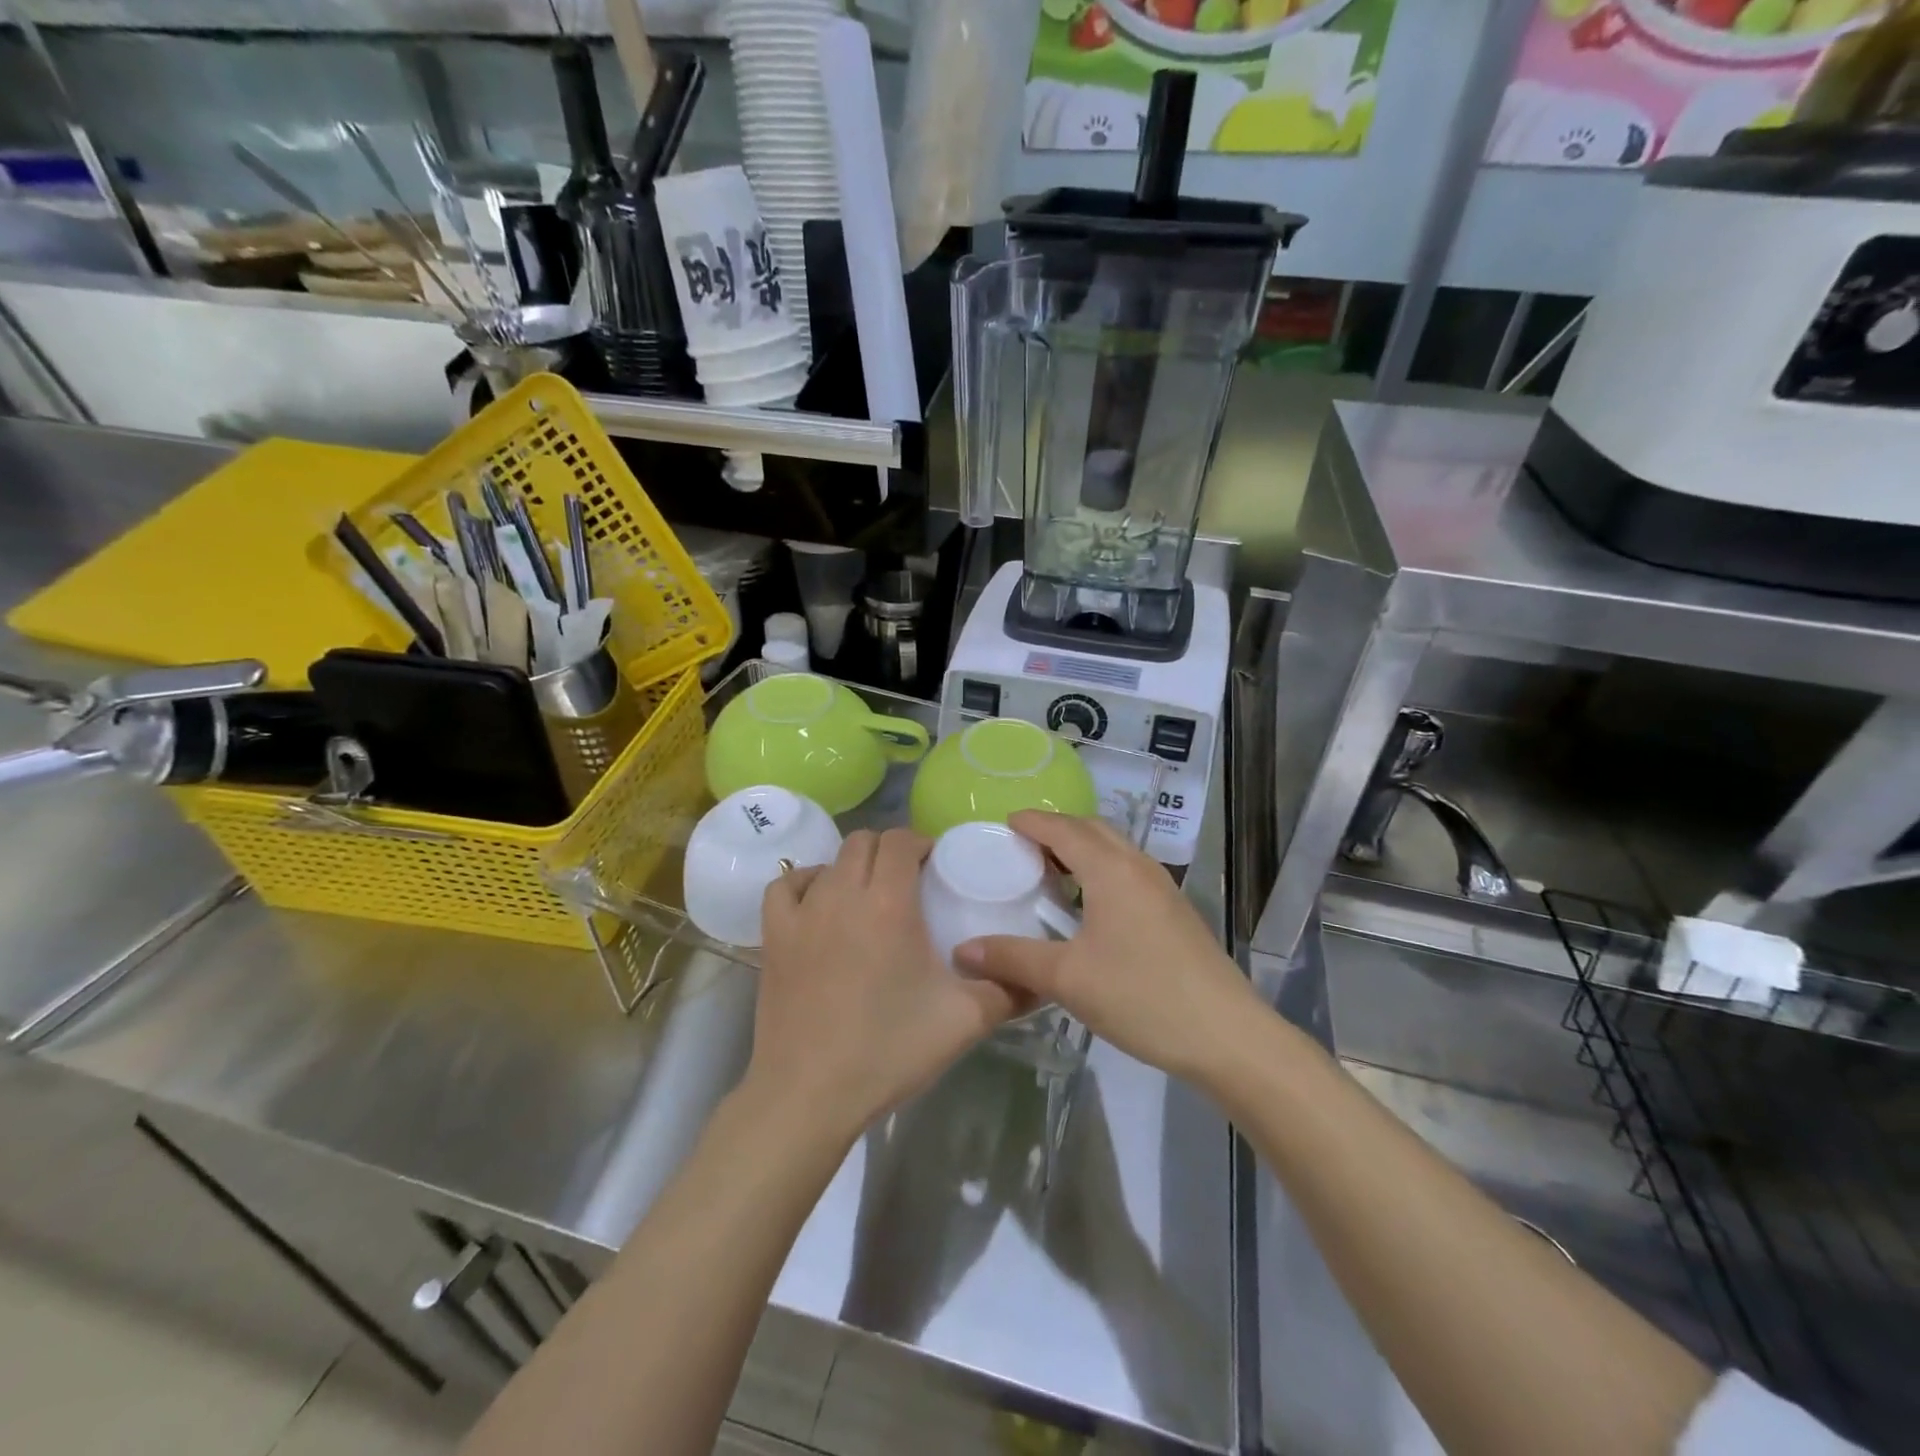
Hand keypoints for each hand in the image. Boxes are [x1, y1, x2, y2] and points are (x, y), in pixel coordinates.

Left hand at [746, 828, 1018, 1145]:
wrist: (810, 1094)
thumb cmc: (889, 1050)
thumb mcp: (965, 1021)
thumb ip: (1009, 990)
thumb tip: (1040, 977)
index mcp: (889, 902)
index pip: (901, 840)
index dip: (921, 842)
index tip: (936, 865)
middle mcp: (842, 893)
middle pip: (864, 841)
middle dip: (890, 850)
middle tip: (909, 880)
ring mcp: (802, 912)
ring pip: (828, 861)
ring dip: (852, 866)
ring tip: (869, 895)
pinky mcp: (773, 936)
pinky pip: (785, 886)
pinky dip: (805, 882)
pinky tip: (818, 903)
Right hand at [954, 812, 1258, 1083]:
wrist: (1227, 1035)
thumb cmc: (1142, 996)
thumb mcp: (1067, 979)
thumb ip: (1013, 959)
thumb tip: (962, 950)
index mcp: (1111, 869)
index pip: (1063, 828)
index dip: (1031, 822)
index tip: (1003, 824)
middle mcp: (1138, 866)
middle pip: (1092, 829)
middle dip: (1056, 830)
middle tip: (1021, 848)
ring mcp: (1162, 888)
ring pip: (1114, 850)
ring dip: (1081, 850)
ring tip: (1050, 873)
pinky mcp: (1174, 911)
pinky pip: (1128, 872)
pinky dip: (1101, 870)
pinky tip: (1089, 907)